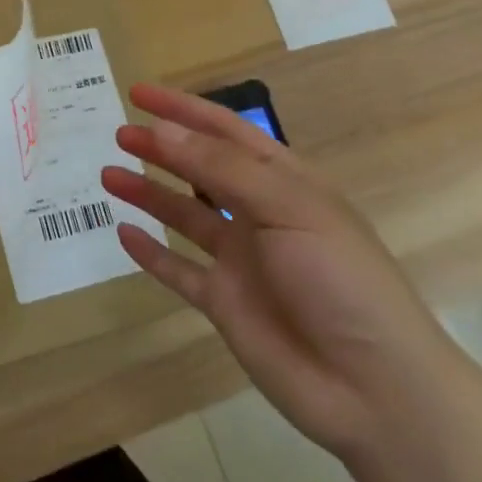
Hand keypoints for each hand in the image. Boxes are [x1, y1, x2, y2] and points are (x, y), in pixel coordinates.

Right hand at [101, 83, 455, 457]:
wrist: (373, 389)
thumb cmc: (340, 280)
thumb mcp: (287, 208)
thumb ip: (220, 169)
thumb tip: (162, 130)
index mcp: (284, 183)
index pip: (226, 132)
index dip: (184, 109)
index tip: (139, 93)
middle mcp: (259, 215)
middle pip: (200, 169)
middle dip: (161, 148)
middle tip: (119, 134)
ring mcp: (240, 260)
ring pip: (184, 215)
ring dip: (148, 194)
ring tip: (108, 175)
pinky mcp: (224, 303)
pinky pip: (179, 270)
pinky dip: (151, 252)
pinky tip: (124, 233)